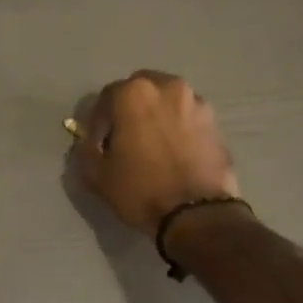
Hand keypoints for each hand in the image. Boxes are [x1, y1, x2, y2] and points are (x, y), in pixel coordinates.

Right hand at [74, 71, 240, 237]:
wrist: (198, 214)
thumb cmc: (141, 190)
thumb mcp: (97, 176)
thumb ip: (85, 151)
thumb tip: (87, 143)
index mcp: (135, 93)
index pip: (107, 97)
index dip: (98, 122)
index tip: (98, 144)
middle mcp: (169, 87)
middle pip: (141, 91)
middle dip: (130, 110)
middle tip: (125, 139)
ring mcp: (197, 103)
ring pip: (168, 102)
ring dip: (156, 116)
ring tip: (153, 146)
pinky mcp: (216, 124)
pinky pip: (188, 119)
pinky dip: (178, 129)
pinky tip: (175, 154)